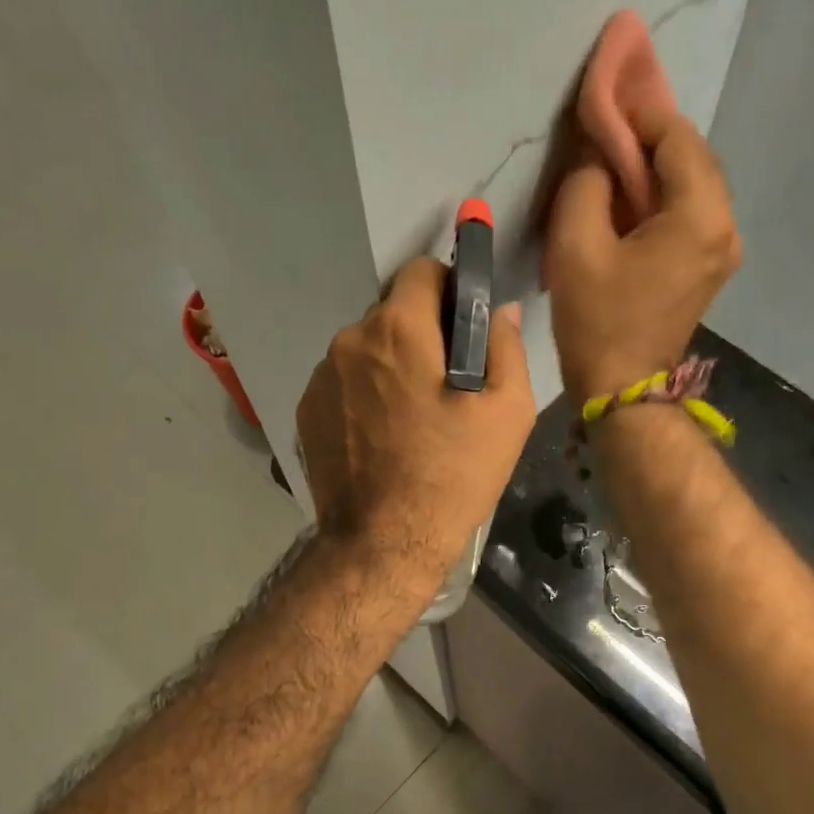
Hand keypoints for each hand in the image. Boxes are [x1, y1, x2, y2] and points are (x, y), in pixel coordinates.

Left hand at [297, 257, 535, 576]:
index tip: (463, 326)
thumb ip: (506, 347)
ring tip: (411, 419)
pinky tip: (381, 437)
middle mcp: (349, 340)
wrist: (384, 543)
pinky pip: (343, 383)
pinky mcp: (306, 411)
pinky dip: (363, 395)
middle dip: (420, 334)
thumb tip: (499, 310)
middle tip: (445, 384)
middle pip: (392, 313)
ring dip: (389, 366)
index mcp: (399, 330)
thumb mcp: (507, 413)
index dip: (449, 289)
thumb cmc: (453, 476)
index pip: (421, 270)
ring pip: (365, 349)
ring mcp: (321, 377)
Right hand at [544, 107, 740, 400]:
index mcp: (699, 216)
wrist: (624, 390)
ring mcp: (722, 247)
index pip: (675, 136)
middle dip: (650, 131)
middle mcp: (725, 225)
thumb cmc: (598, 322)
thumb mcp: (576, 246)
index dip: (640, 108)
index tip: (608, 85)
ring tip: (615, 147)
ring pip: (691, 182)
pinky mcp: (708, 264)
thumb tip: (600, 156)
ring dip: (655, 161)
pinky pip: (688, 210)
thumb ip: (587, 182)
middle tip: (609, 113)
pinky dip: (660, 191)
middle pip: (690, 155)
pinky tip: (630, 188)